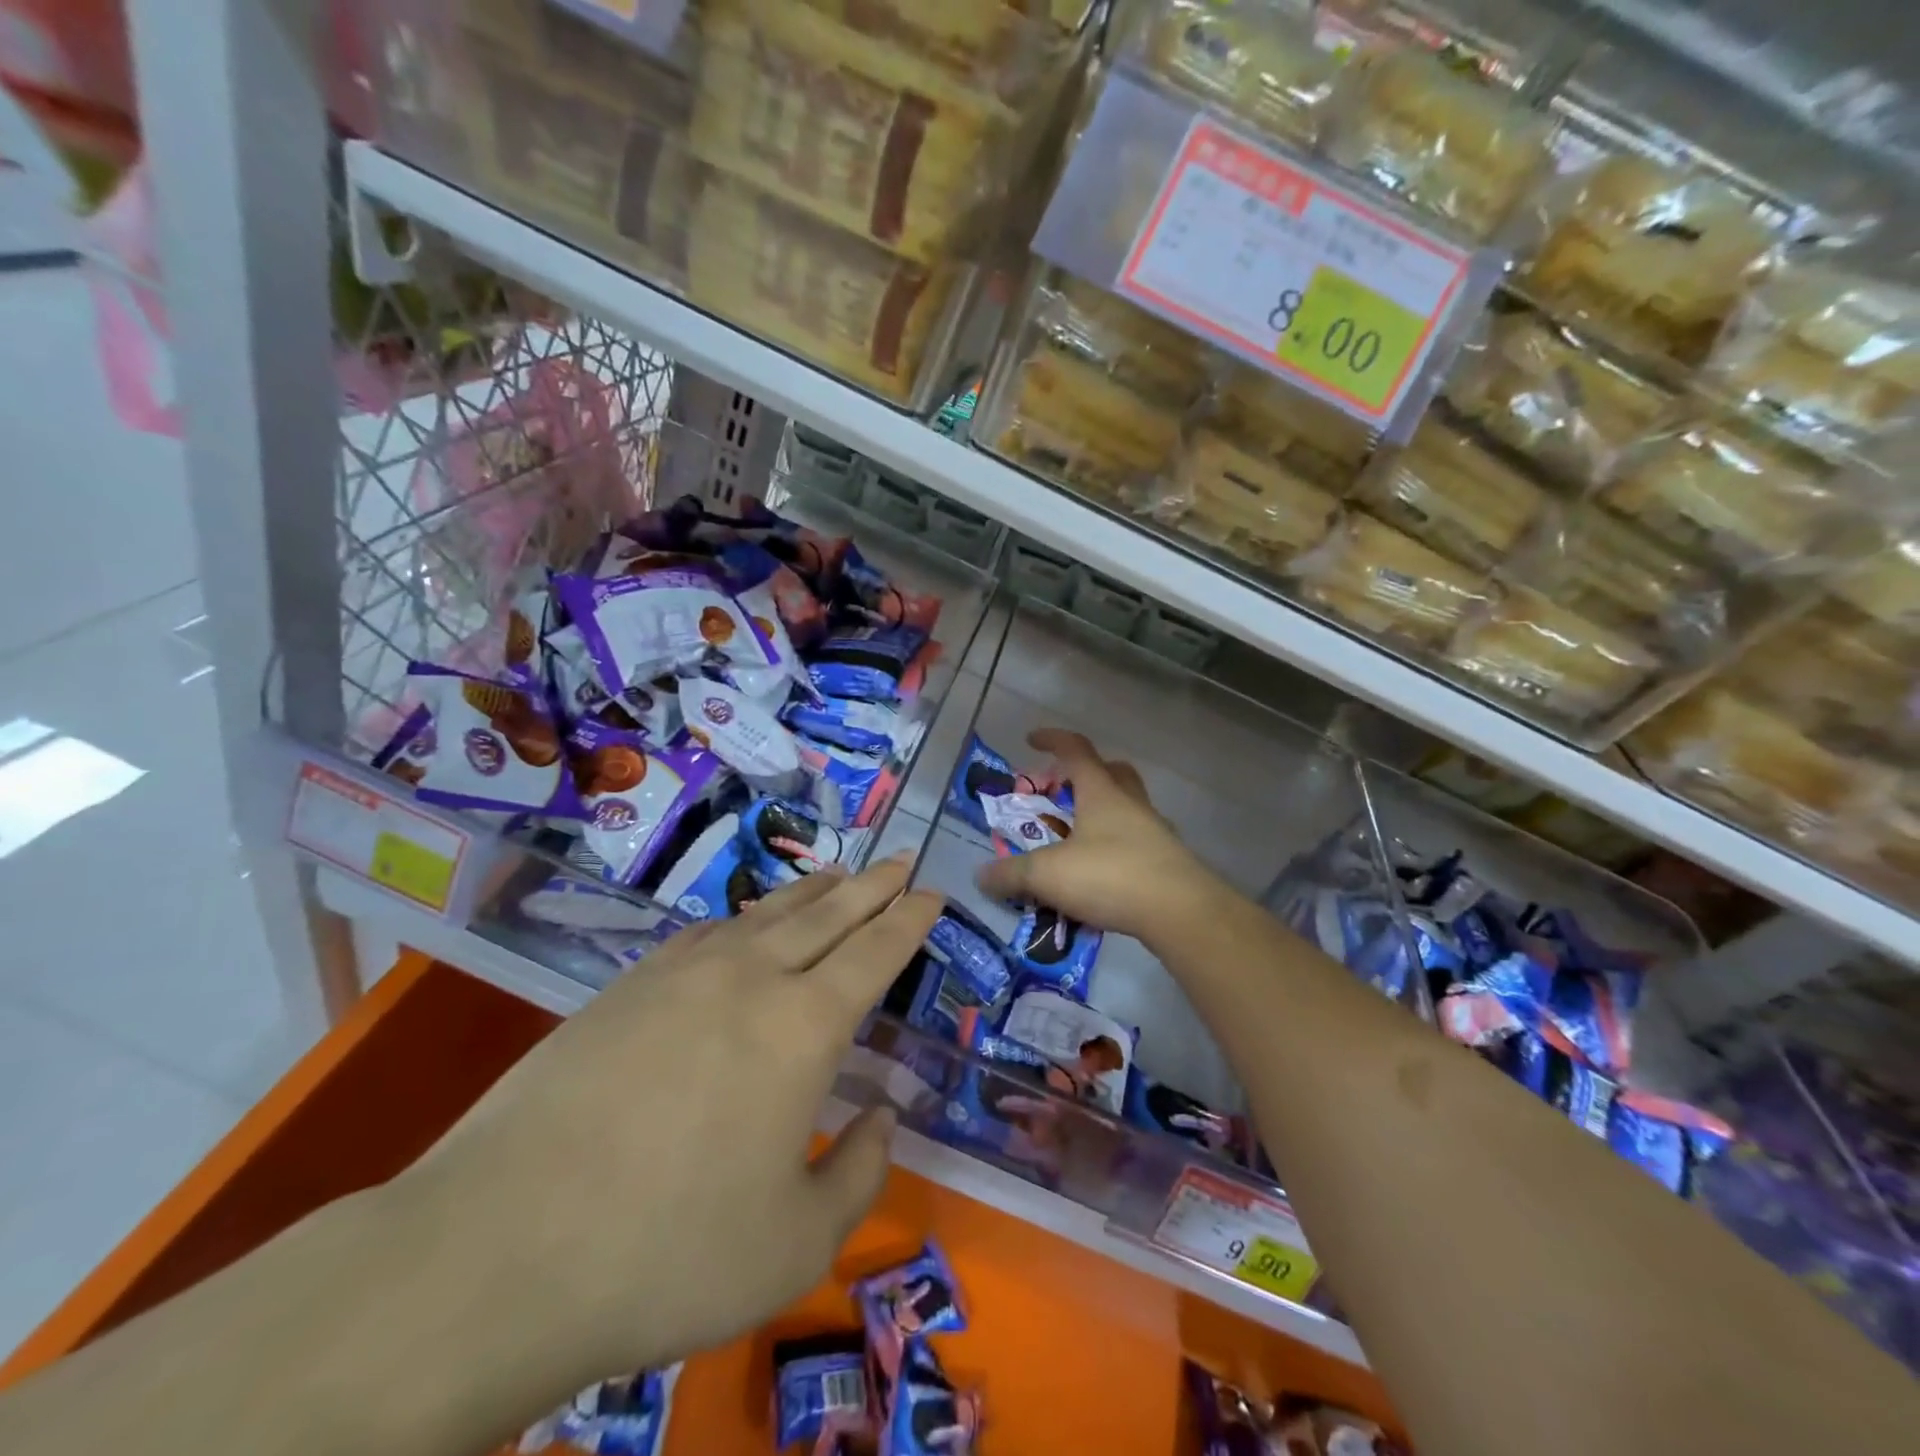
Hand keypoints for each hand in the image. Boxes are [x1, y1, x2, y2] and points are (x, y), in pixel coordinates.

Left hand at [395, 860, 942, 1381]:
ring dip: (811, 890)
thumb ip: (859, 1174)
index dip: (909, 918)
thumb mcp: (795, 1244)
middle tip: (901, 858)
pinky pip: (707, 933)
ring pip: (766, 913)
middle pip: (827, 912)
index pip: (874, 952)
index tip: (931, 891)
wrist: (499, 1249)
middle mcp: (750, 979)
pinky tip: (744, 922)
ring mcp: (683, 974)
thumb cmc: (667, 1252)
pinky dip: (743, 918)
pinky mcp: (627, 986)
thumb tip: (881, 1117)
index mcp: (803, 1027)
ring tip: (838, 873)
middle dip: (872, 884)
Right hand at [974, 728, 1219, 943]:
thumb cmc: (1111, 875)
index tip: (1031, 739)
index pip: (1076, 750)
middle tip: (1061, 792)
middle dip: (1084, 775)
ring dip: (1100, 815)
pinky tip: (1098, 878)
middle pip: (1112, 773)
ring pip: (1126, 809)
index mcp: (1102, 793)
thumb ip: (1011, 873)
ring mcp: (1154, 833)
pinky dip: (1113, 851)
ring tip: (1073, 843)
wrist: (1181, 912)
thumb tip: (981, 875)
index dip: (1052, 740)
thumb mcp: (1048, 874)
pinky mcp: (1167, 863)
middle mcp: (1131, 804)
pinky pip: (1135, 845)